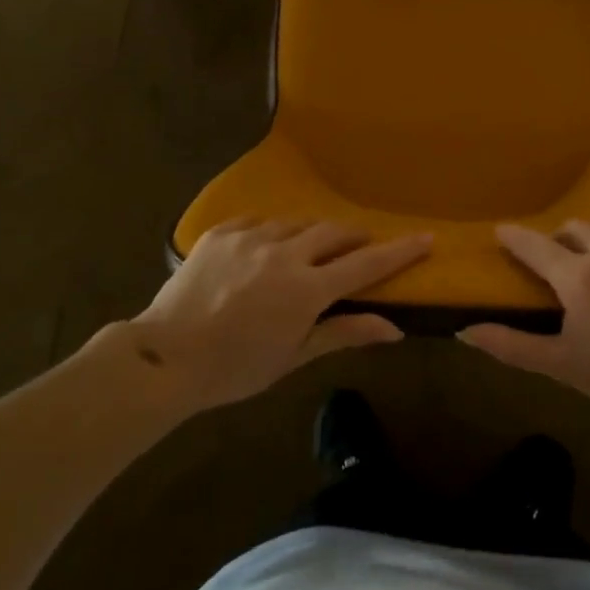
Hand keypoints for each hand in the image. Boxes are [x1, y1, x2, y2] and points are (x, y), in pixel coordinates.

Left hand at [124, 219, 430, 410]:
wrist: (164, 357)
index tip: (426, 237)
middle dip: (355, 237)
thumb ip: (345, 333)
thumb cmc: (235, 368)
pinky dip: (274, 232)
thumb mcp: (294, 356)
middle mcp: (284, 252)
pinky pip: (259, 221)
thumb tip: (395, 328)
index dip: (399, 251)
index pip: (366, 264)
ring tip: (311, 250)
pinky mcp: (222, 232)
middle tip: (362, 246)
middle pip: (334, 232)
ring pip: (297, 223)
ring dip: (313, 234)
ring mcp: (251, 237)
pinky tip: (268, 247)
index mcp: (306, 289)